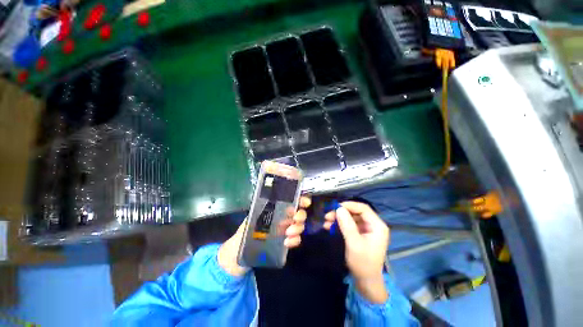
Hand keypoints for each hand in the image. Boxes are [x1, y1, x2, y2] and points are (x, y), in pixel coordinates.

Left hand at [218, 196, 310, 276]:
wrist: (242, 251)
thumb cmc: (246, 230)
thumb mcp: (253, 216)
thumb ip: (262, 207)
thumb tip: (271, 196)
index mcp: (277, 208)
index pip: (293, 200)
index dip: (302, 199)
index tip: (304, 202)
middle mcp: (285, 217)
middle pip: (300, 213)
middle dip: (301, 215)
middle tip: (295, 219)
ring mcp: (287, 229)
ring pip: (300, 225)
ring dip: (298, 228)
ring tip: (288, 233)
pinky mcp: (287, 241)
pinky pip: (296, 239)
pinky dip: (295, 240)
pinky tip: (286, 243)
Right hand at [324, 201, 389, 302]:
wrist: (366, 282)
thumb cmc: (363, 263)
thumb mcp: (354, 243)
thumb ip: (347, 225)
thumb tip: (338, 208)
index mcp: (377, 226)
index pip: (363, 208)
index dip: (349, 205)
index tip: (335, 207)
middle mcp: (373, 225)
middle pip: (355, 212)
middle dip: (341, 213)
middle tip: (327, 215)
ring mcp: (366, 230)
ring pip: (350, 218)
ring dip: (338, 218)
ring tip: (326, 222)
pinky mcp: (360, 234)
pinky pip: (349, 225)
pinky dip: (339, 224)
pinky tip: (329, 227)